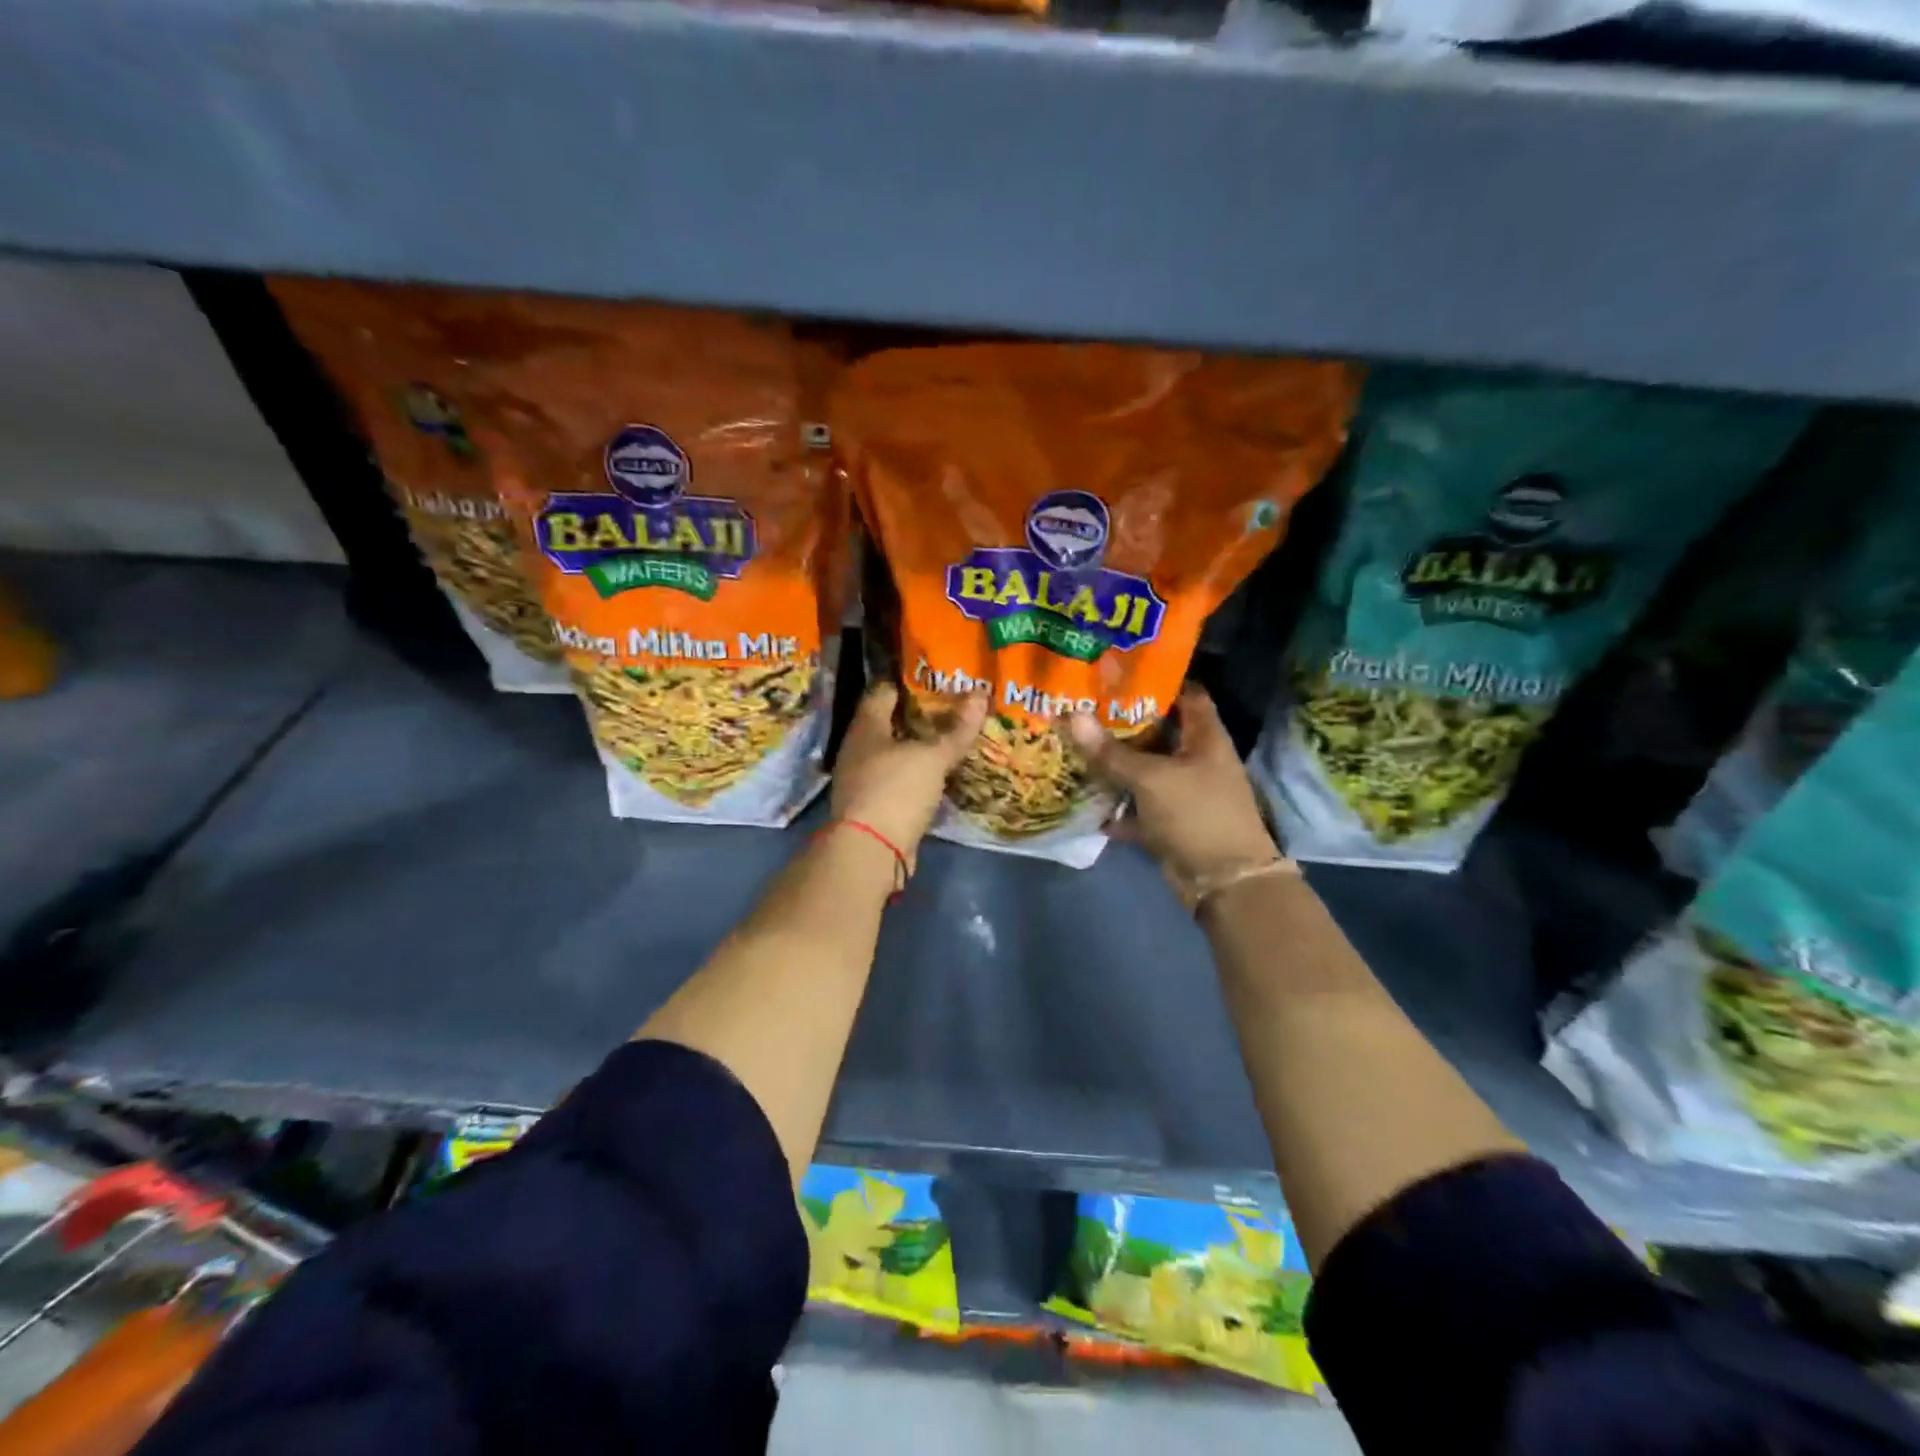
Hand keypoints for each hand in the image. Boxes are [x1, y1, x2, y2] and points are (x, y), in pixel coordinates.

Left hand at [831, 682, 987, 873]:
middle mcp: (858, 749)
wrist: (870, 851)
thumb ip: (956, 729)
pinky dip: (915, 774)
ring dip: (917, 747)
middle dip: (918, 715)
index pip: (883, 691)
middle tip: (951, 707)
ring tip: (949, 738)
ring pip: (893, 752)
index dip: (908, 682)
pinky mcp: (872, 805)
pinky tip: (937, 774)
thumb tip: (980, 694)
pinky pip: (897, 779)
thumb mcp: (932, 757)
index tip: (936, 678)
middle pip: (889, 722)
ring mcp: (862, 779)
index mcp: (866, 727)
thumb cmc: (896, 790)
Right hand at [1066, 684, 1281, 890]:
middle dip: (1123, 721)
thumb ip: (1111, 751)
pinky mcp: (1169, 821)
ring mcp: (1182, 792)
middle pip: (1158, 731)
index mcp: (1204, 737)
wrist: (1223, 881)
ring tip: (1075, 743)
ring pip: (1143, 770)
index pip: (1186, 694)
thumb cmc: (1197, 814)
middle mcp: (1195, 759)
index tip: (1118, 672)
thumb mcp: (1151, 778)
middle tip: (1084, 704)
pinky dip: (1116, 806)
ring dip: (1115, 763)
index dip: (1158, 680)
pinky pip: (1137, 807)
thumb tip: (1072, 714)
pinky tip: (1084, 798)